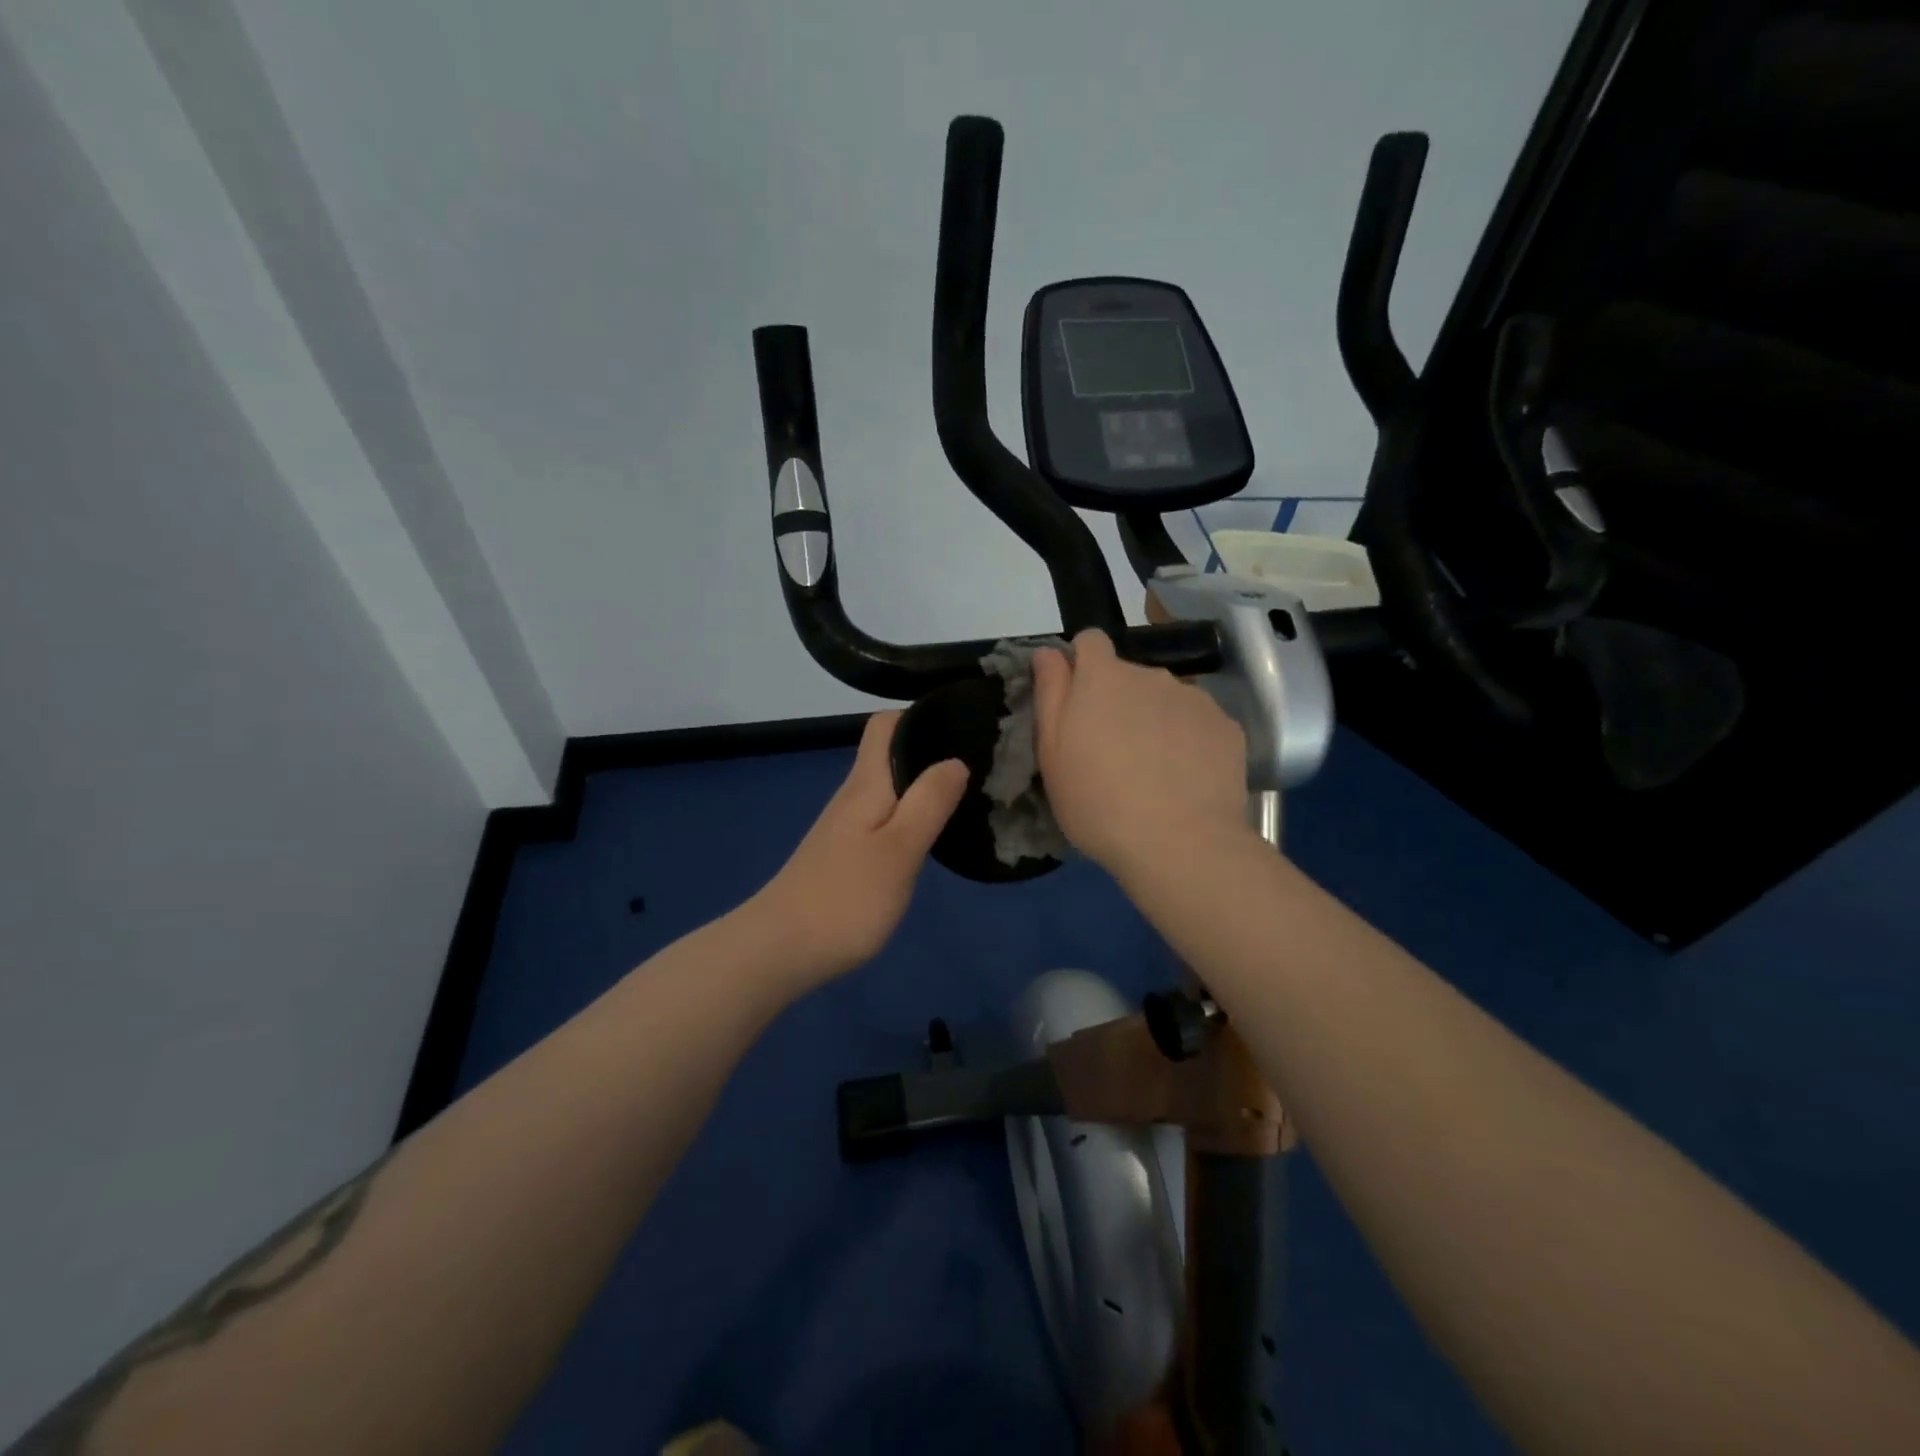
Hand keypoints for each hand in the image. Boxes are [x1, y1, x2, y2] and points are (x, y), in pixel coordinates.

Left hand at [752, 710, 967, 987]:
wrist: (780, 950)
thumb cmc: (846, 898)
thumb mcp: (900, 849)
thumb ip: (929, 802)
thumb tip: (956, 759)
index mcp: (866, 783)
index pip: (886, 724)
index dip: (920, 716)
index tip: (961, 726)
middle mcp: (853, 796)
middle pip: (891, 754)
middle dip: (931, 751)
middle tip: (981, 765)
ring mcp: (846, 827)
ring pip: (889, 788)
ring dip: (923, 786)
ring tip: (966, 797)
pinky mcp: (844, 855)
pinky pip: (884, 818)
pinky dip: (910, 816)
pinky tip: (930, 837)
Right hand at [1032, 629, 1248, 877]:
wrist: (1181, 844)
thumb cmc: (1098, 801)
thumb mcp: (1052, 753)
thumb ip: (1050, 693)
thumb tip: (1049, 651)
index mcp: (1102, 677)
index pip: (1090, 641)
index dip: (1082, 665)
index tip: (1078, 703)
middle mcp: (1151, 675)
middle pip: (1129, 675)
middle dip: (1119, 701)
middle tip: (1112, 753)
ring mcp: (1194, 698)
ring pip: (1165, 699)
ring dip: (1155, 720)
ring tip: (1153, 771)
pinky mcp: (1227, 727)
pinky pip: (1199, 723)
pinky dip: (1189, 741)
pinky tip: (1185, 779)